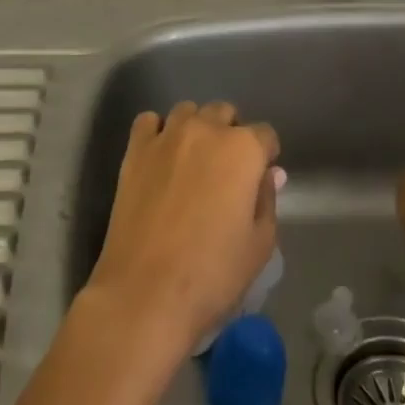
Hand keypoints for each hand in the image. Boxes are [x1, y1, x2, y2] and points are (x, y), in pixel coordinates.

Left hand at [84, 101, 280, 359]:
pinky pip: (149, 122)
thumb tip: (269, 173)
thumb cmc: (212, 274)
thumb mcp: (259, 244)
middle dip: (231, 134)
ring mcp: (167, 136)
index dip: (265, 156)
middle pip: (224, 113)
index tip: (258, 180)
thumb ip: (267, 199)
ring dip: (196, 128)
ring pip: (188, 111)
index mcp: (243, 149)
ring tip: (193, 162)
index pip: (265, 135)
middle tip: (226, 172)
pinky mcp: (135, 150)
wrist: (146, 293)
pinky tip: (161, 158)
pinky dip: (158, 132)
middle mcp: (206, 130)